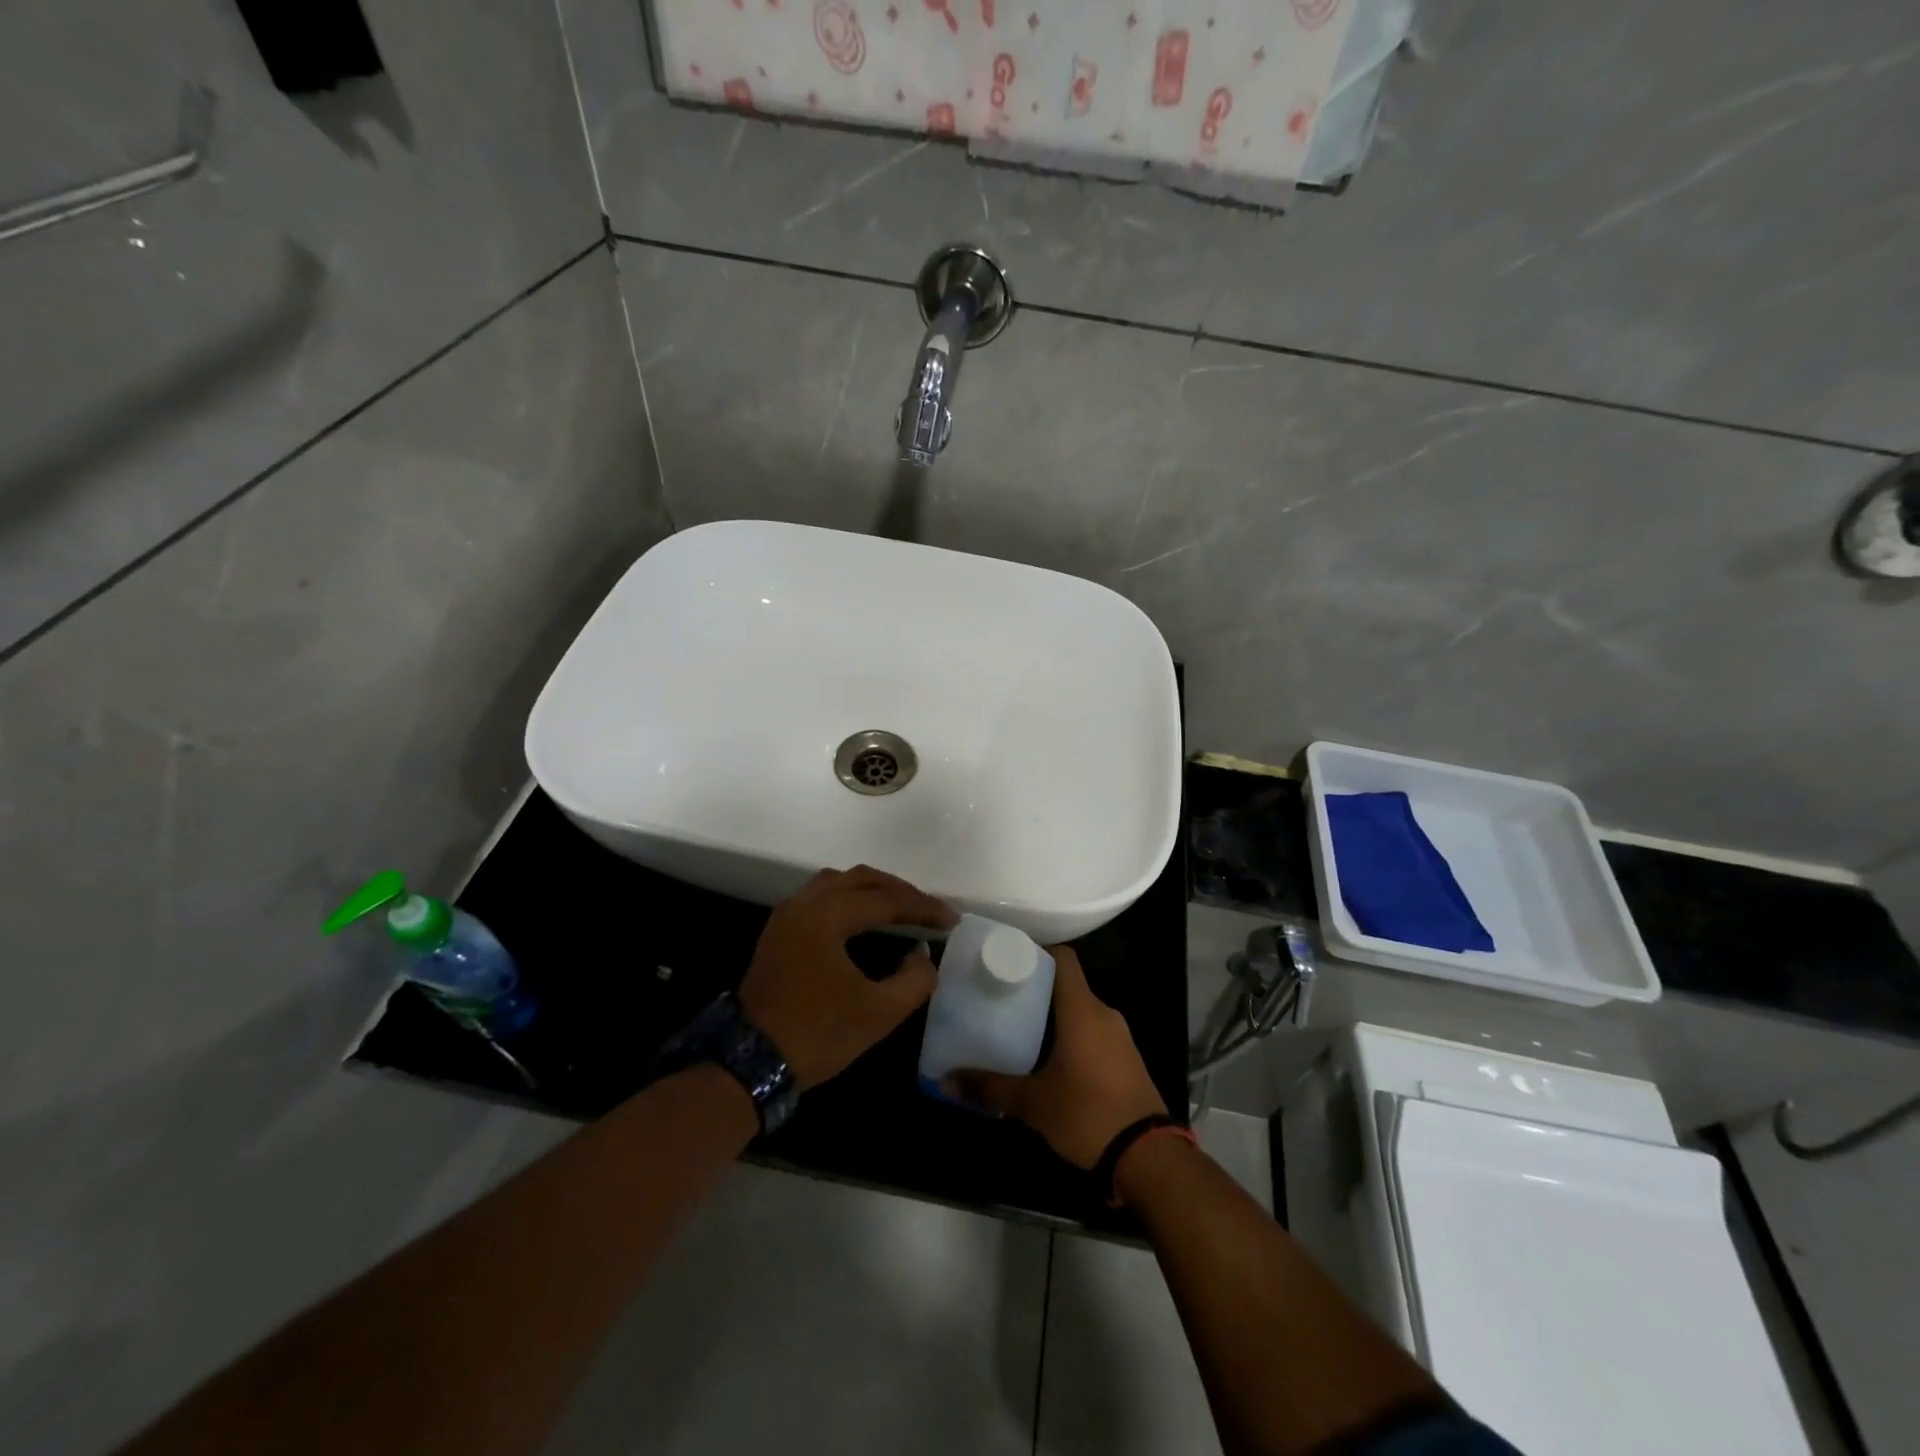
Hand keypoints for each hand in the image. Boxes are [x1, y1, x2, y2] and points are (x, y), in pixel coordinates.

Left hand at [738, 865, 957, 1089]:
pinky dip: (850, 898)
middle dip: (900, 891)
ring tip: (901, 908)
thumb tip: (922, 954)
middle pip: (862, 879)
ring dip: (873, 889)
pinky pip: (821, 895)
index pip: (886, 900)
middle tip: (930, 910)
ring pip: (838, 882)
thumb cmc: (817, 1035)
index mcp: (827, 916)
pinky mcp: (780, 930)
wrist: (750, 1061)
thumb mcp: (878, 1013)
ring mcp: (788, 914)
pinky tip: (865, 918)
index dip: (923, 907)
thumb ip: (914, 980)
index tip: (952, 920)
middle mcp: (805, 903)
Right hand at [945, 947, 1166, 1169]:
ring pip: (1081, 1011)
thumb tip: (946, 1081)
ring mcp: (1120, 1036)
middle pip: (1068, 985)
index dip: (1036, 953)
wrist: (1149, 1157)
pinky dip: (1071, 1035)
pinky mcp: (1127, 1059)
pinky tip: (1049, 1058)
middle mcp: (1104, 1013)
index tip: (1008, 962)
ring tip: (1019, 1028)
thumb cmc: (1087, 1114)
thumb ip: (989, 1087)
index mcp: (1082, 1009)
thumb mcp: (1032, 1103)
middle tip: (1002, 999)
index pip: (1063, 958)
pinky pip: (1094, 1032)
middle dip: (1036, 989)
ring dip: (1054, 1016)